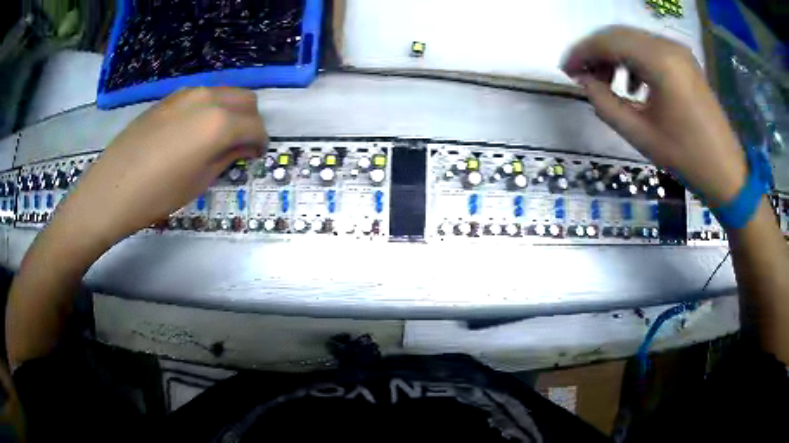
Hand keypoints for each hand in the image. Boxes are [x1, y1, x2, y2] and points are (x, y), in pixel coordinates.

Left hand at [54, 87, 266, 244]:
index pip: (256, 126)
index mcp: (219, 123)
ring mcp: (186, 93)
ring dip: (230, 112)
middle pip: (246, 99)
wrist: (111, 189)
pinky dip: (209, 109)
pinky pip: (201, 96)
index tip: (254, 156)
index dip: (260, 143)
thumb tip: (242, 146)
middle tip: (240, 145)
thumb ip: (227, 157)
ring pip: (224, 93)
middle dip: (250, 121)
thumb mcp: (199, 182)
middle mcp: (208, 99)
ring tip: (216, 138)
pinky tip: (193, 131)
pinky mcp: (169, 97)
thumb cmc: (157, 195)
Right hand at [562, 26, 746, 206]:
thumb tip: (584, 82)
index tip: (566, 70)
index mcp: (659, 62)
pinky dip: (633, 59)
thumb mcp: (640, 135)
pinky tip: (633, 83)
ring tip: (607, 82)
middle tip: (582, 76)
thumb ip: (605, 104)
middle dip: (596, 51)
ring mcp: (679, 51)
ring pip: (633, 39)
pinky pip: (650, 48)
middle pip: (619, 34)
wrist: (726, 171)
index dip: (582, 52)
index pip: (608, 41)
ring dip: (614, 55)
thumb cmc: (686, 157)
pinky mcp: (685, 60)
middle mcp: (668, 46)